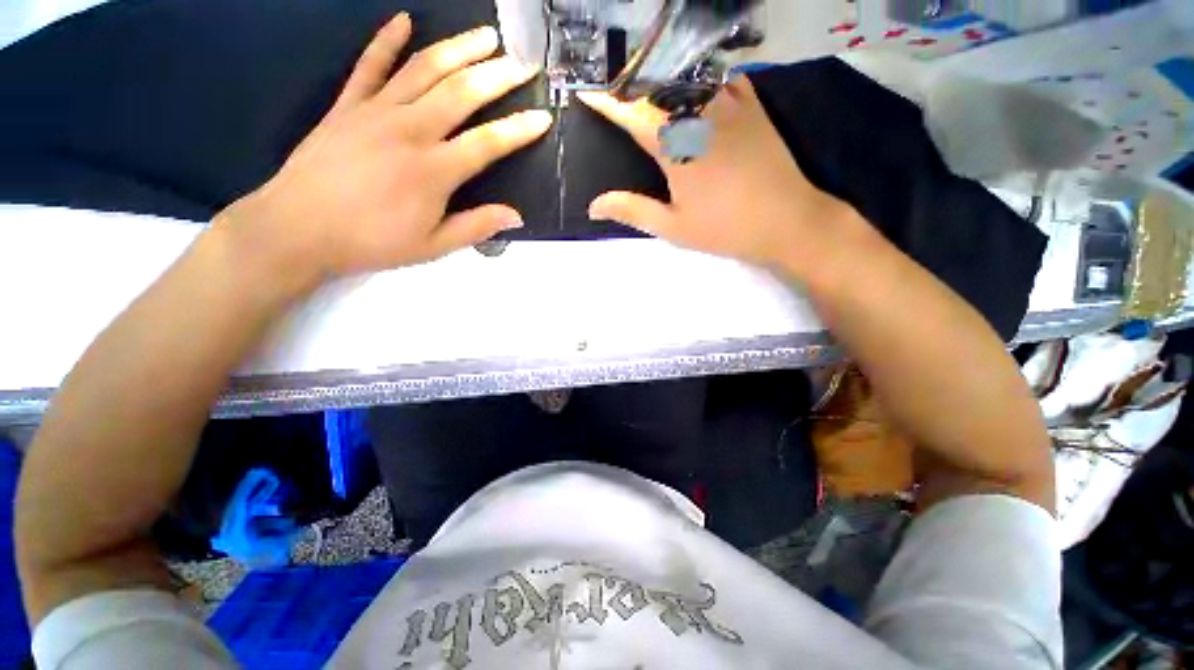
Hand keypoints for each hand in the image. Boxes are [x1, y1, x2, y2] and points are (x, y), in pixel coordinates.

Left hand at [218, 14, 551, 284]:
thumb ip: (476, 227)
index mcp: (434, 170)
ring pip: (424, 69)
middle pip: (461, 92)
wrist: (297, 228)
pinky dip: (386, 40)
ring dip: (458, 48)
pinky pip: (369, 64)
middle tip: (522, 63)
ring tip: (486, 35)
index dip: (519, 129)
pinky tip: (403, 19)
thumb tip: (516, 216)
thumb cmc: (371, 241)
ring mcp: (376, 111)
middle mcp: (410, 130)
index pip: (488, 143)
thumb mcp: (433, 246)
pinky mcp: (347, 105)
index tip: (543, 117)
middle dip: (497, 75)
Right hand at [579, 80, 856, 272]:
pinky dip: (701, 79)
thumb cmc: (725, 229)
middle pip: (657, 89)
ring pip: (687, 79)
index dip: (607, 102)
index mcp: (677, 145)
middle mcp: (700, 114)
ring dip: (662, 81)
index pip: (632, 114)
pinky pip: (721, 78)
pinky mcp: (753, 105)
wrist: (788, 221)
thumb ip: (632, 211)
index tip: (586, 92)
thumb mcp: (673, 227)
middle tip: (615, 95)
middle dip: (631, 90)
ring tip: (647, 90)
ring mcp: (730, 104)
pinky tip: (694, 88)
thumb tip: (594, 206)